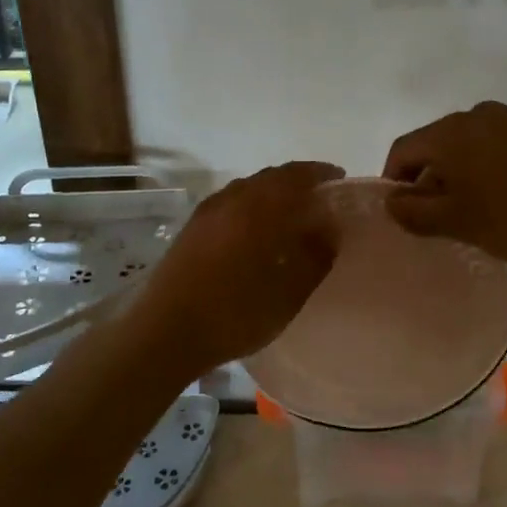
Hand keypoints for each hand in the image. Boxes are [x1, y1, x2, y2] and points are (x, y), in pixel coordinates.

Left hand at [128, 161, 341, 371]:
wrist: (166, 332)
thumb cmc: (235, 313)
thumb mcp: (289, 292)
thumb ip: (315, 255)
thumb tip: (329, 228)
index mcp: (257, 207)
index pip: (295, 176)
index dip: (320, 173)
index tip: (339, 179)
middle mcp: (230, 199)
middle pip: (269, 177)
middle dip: (296, 180)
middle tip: (319, 195)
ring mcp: (206, 213)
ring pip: (246, 189)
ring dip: (271, 191)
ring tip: (290, 210)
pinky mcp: (191, 229)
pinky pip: (229, 203)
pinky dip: (250, 204)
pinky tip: (255, 227)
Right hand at [382, 102, 506, 264]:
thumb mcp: (460, 222)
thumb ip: (416, 212)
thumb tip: (391, 202)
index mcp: (450, 131)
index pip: (403, 150)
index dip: (394, 183)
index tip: (404, 215)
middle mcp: (474, 114)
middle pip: (432, 145)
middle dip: (426, 181)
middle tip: (435, 220)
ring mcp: (506, 119)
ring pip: (461, 147)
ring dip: (454, 176)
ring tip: (467, 213)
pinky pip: (488, 146)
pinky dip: (480, 169)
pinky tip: (496, 198)